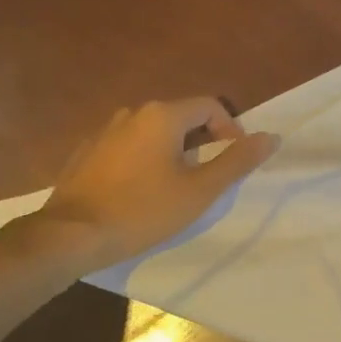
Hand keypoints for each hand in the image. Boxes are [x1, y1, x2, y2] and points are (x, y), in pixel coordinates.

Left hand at [36, 98, 280, 271]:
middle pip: (181, 116)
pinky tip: (140, 190)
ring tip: (176, 184)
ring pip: (153, 131)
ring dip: (173, 150)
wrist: (70, 235)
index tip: (233, 160)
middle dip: (202, 140)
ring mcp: (105, 130)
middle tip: (208, 176)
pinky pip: (128, 145)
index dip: (230, 129)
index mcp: (162, 115)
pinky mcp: (87, 151)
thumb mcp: (198, 191)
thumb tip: (270, 137)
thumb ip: (236, 162)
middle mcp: (133, 112)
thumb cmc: (141, 210)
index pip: (210, 106)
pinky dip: (144, 159)